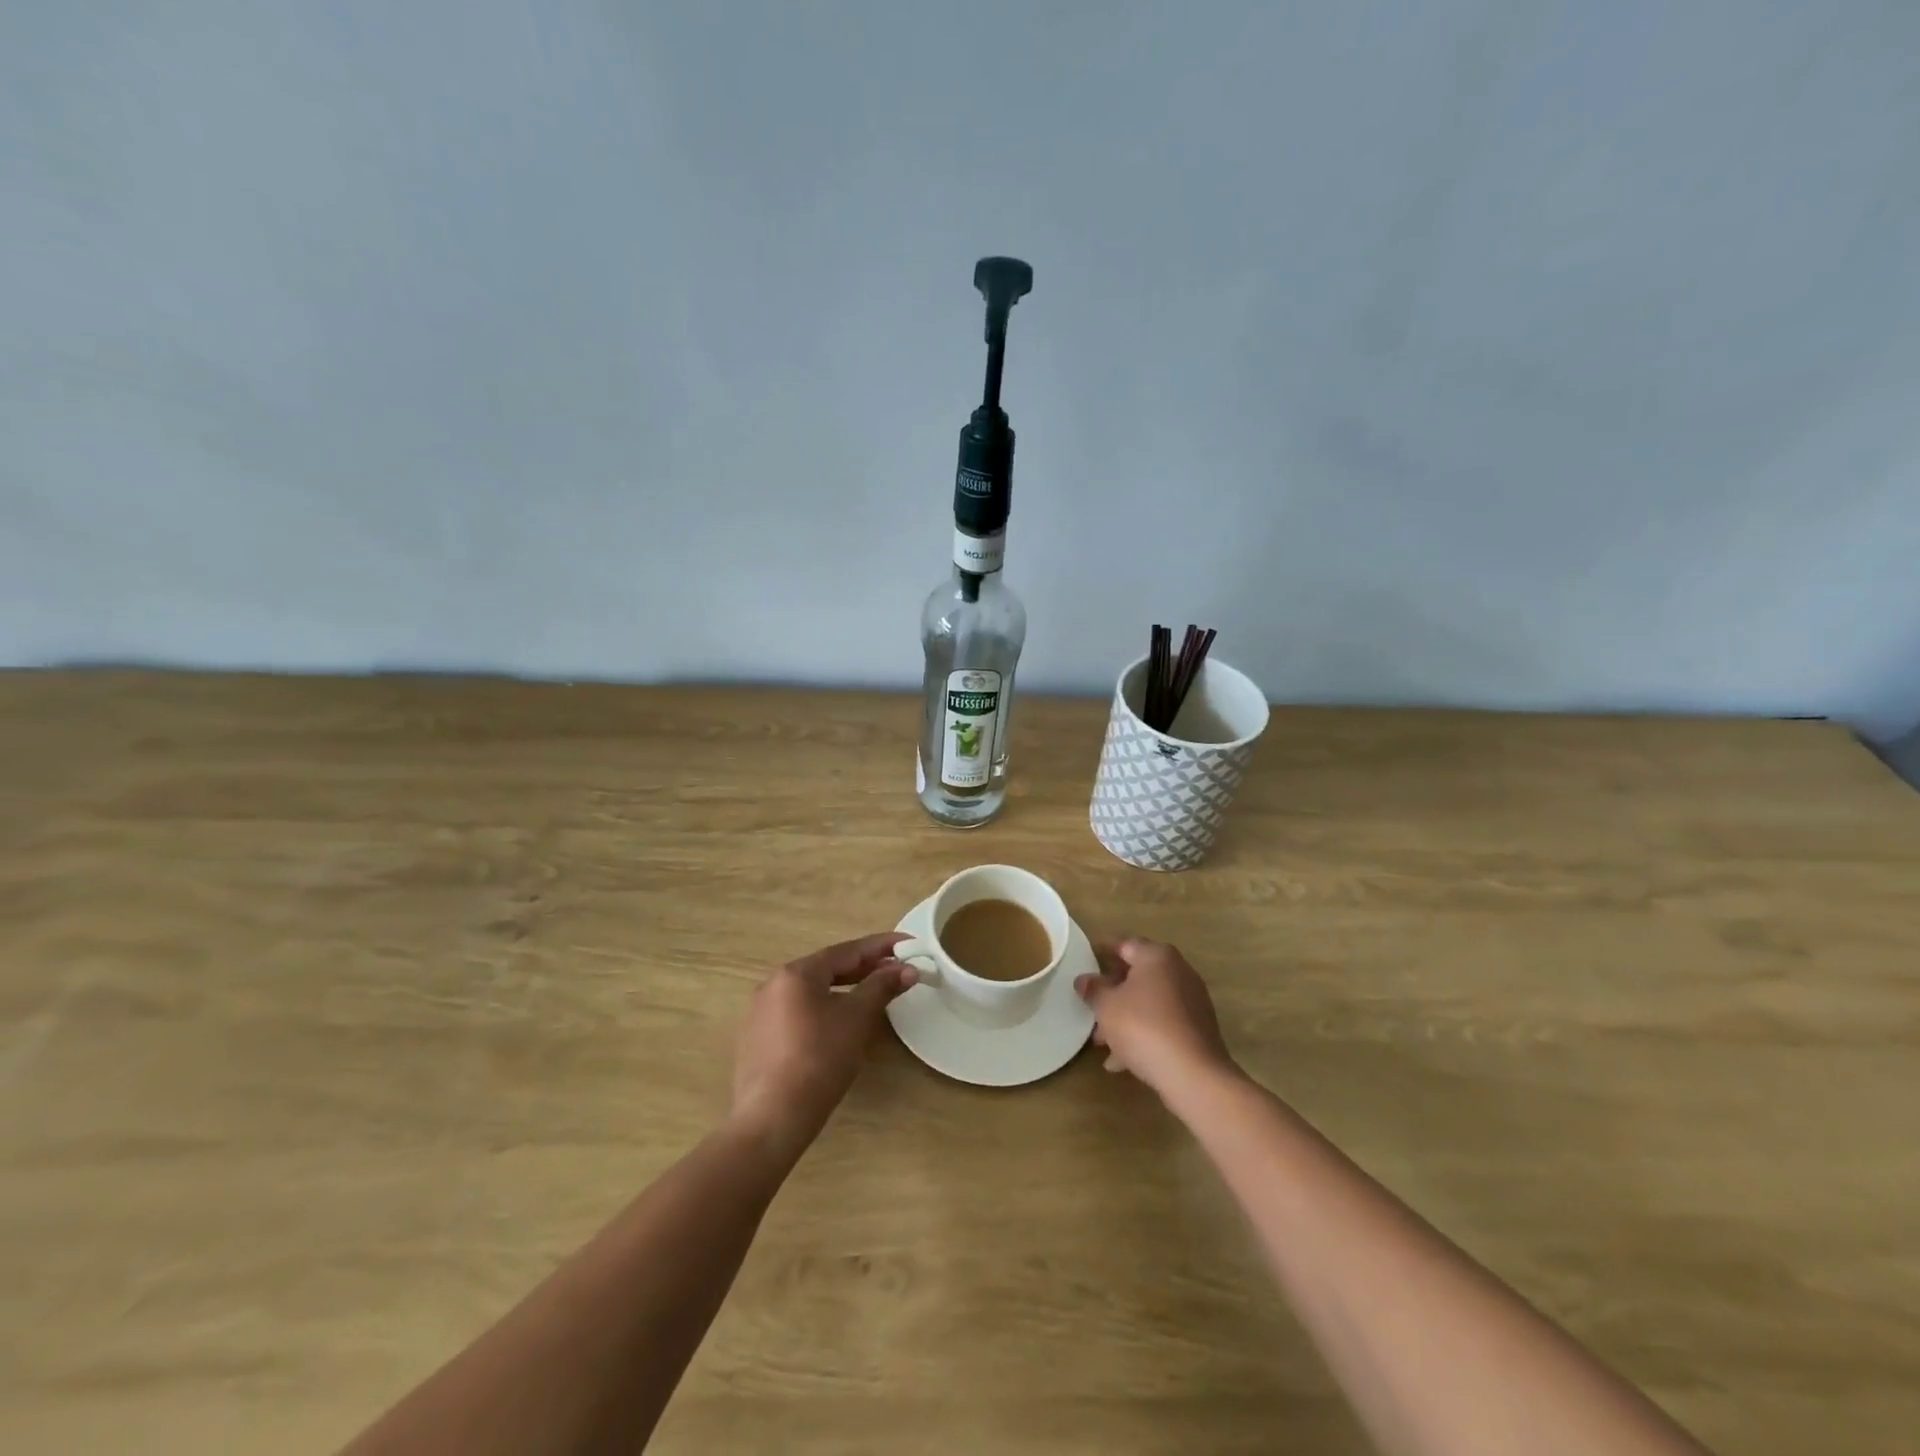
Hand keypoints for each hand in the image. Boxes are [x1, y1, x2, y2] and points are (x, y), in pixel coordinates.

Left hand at [731, 932, 914, 1159]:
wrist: (772, 1119)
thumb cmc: (819, 1060)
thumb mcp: (857, 1019)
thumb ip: (882, 987)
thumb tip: (907, 968)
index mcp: (796, 973)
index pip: (846, 951)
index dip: (881, 946)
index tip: (909, 944)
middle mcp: (773, 984)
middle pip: (827, 969)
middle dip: (864, 968)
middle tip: (896, 969)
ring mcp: (761, 1013)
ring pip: (812, 991)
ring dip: (845, 989)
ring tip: (874, 994)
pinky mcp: (758, 1039)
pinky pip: (798, 1012)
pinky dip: (824, 1009)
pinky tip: (840, 1023)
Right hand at [1076, 937, 1237, 1097]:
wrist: (1193, 1074)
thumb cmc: (1143, 1027)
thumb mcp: (1107, 1007)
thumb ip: (1093, 990)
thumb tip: (1084, 980)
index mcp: (1156, 956)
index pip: (1125, 944)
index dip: (1104, 950)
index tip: (1087, 958)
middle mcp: (1178, 971)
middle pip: (1138, 974)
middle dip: (1112, 992)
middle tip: (1091, 1006)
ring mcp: (1191, 1000)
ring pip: (1149, 1002)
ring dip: (1125, 1017)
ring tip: (1102, 1042)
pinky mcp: (1198, 1028)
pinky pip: (1162, 1022)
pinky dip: (1143, 1033)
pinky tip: (1122, 1060)